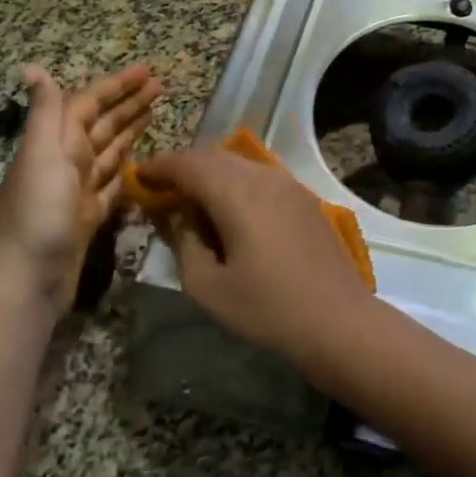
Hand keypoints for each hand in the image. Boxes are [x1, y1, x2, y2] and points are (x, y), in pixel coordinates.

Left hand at [0, 63, 161, 306]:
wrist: (25, 280)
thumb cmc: (37, 212)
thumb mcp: (41, 155)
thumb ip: (46, 113)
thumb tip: (34, 68)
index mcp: (56, 142)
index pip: (89, 103)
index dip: (116, 86)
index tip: (147, 70)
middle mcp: (66, 161)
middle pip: (102, 124)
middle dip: (129, 103)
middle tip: (161, 87)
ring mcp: (78, 190)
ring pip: (110, 150)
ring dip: (130, 130)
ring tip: (155, 113)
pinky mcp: (89, 216)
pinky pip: (113, 183)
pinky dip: (127, 169)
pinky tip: (141, 161)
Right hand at [136, 149, 376, 368]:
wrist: (337, 319)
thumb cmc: (267, 309)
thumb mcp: (208, 286)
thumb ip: (184, 243)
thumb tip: (177, 217)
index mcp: (236, 192)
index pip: (188, 164)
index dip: (159, 167)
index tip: (138, 178)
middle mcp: (263, 176)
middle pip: (214, 157)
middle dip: (184, 168)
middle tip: (161, 191)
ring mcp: (288, 184)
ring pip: (239, 164)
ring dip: (211, 174)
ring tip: (192, 202)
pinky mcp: (304, 198)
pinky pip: (260, 177)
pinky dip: (236, 183)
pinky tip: (230, 211)